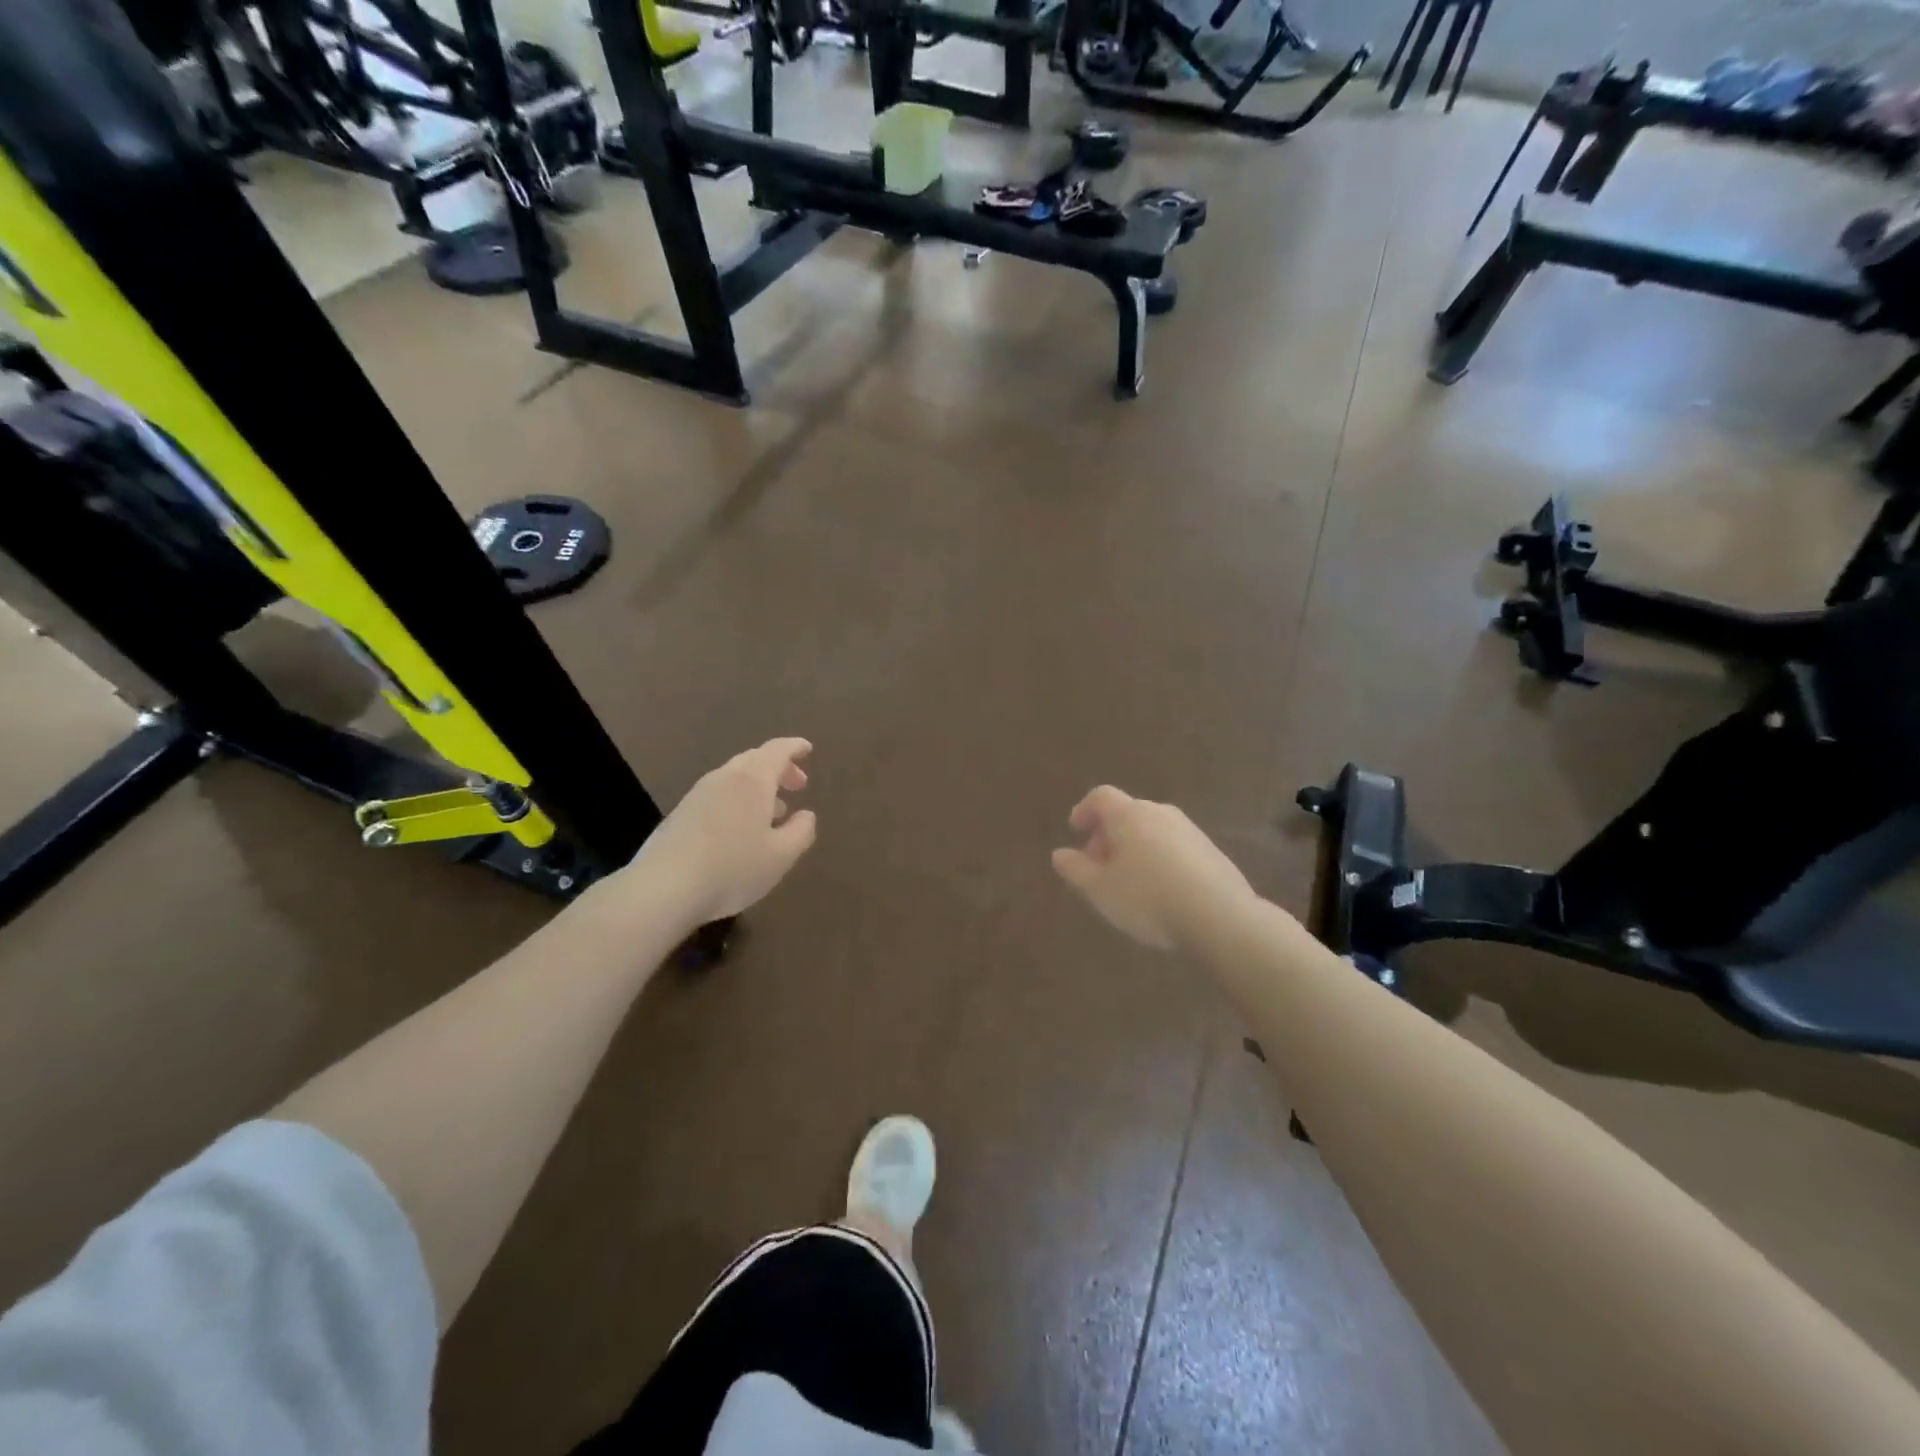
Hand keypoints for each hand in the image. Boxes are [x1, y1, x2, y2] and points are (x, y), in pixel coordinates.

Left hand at [627, 739, 816, 924]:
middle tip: (798, 785)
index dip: (794, 747)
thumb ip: (801, 831)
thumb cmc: (732, 868)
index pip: (777, 751)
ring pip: (734, 779)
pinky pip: (718, 796)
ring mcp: (698, 795)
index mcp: (752, 780)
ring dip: (758, 788)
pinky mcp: (680, 815)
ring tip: (774, 812)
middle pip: (754, 761)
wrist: (663, 888)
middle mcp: (724, 778)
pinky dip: (738, 802)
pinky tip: (742, 830)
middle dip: (779, 769)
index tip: (807, 749)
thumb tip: (806, 815)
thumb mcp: (781, 856)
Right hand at [1052, 786, 1254, 951]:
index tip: (1076, 830)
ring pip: (1152, 830)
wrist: (1219, 915)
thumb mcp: (1100, 890)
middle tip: (1099, 866)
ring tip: (1129, 883)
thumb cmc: (1147, 898)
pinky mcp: (1211, 851)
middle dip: (1108, 836)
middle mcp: (1159, 813)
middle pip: (1127, 814)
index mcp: (1129, 815)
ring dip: (1134, 848)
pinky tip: (1161, 891)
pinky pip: (1174, 847)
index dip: (1084, 810)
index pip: (1100, 796)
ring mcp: (1189, 830)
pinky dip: (1159, 859)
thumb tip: (1060, 854)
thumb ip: (1075, 869)